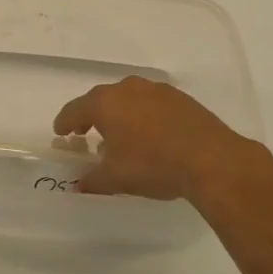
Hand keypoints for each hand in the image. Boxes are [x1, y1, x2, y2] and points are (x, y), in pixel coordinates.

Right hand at [53, 75, 272, 207]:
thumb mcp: (116, 178)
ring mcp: (156, 90)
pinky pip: (151, 104)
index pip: (75, 109)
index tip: (60, 131)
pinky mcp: (180, 98)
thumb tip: (79, 184)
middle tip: (85, 132)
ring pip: (128, 99)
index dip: (65, 121)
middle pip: (100, 100)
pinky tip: (150, 134)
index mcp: (105, 103)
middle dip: (91, 116)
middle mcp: (127, 89)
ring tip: (120, 135)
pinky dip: (144, 115)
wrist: (212, 160)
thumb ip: (93, 180)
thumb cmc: (153, 165)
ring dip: (120, 114)